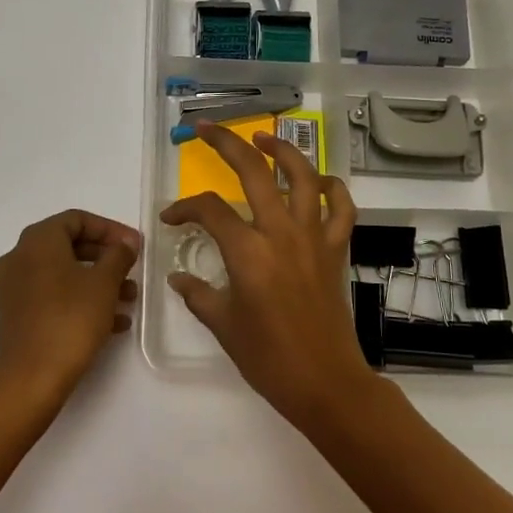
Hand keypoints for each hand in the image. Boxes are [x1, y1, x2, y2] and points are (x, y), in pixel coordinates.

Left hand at [0, 210, 140, 407]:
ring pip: (62, 273)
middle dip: (105, 258)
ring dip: (97, 282)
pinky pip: (52, 296)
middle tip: (132, 271)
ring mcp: (13, 288)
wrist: (29, 381)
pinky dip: (79, 300)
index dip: (110, 229)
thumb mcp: (103, 284)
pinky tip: (112, 323)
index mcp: (37, 241)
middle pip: (68, 245)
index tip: (134, 246)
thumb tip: (125, 243)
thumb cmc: (69, 321)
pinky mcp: (15, 315)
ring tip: (128, 301)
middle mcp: (18, 257)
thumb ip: (118, 256)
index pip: (77, 219)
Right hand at [159, 124, 379, 428]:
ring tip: (263, 137)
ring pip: (303, 177)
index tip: (171, 219)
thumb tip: (178, 279)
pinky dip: (333, 189)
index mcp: (248, 252)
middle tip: (206, 129)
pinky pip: (341, 209)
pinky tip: (320, 181)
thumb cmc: (269, 358)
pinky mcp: (335, 250)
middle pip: (253, 173)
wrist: (325, 382)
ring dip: (282, 151)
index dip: (184, 208)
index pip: (209, 210)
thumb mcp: (223, 326)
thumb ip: (198, 295)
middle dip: (227, 144)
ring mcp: (313, 238)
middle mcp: (281, 233)